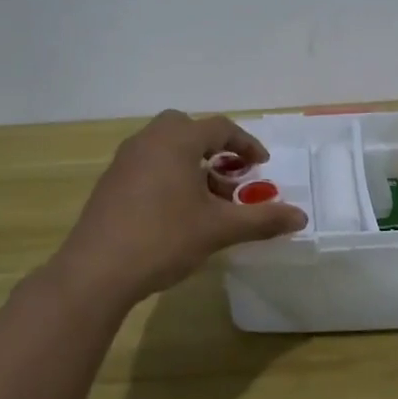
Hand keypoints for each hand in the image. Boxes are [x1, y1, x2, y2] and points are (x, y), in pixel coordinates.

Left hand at [52, 110, 307, 305]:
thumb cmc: (163, 239)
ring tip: (207, 200)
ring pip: (165, 148)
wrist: (97, 270)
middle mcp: (148, 140)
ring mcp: (124, 160)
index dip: (246, 145)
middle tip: (231, 176)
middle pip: (187, 130)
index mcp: (176, 140)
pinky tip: (176, 212)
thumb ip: (261, 219)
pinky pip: (148, 165)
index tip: (262, 166)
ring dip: (191, 164)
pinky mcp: (110, 183)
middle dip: (214, 149)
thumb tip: (301, 217)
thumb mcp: (218, 229)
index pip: (220, 128)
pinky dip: (169, 176)